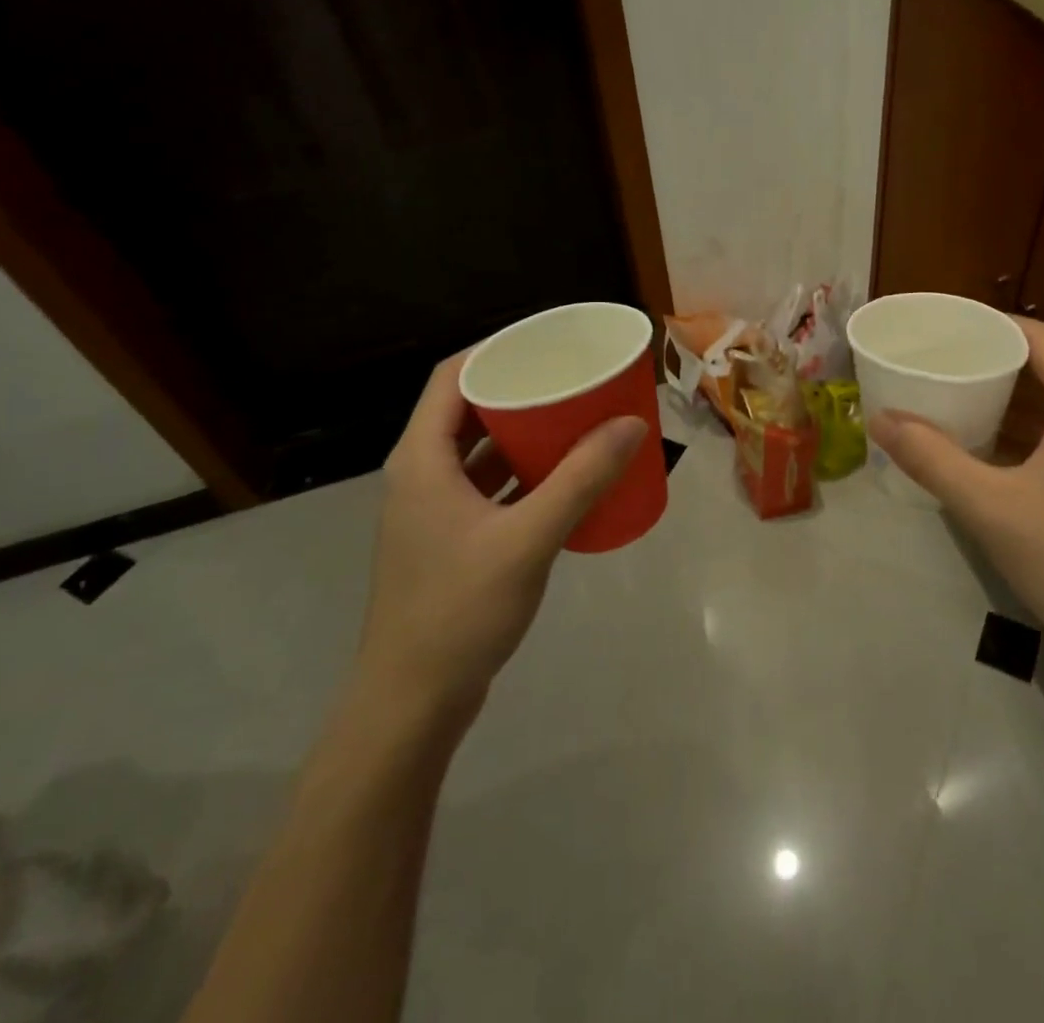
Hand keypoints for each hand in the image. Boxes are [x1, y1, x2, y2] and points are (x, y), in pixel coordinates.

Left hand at [356, 354, 647, 718]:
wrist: (413, 702)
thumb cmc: (459, 610)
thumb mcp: (527, 538)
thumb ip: (581, 479)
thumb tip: (631, 423)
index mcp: (421, 459)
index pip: (452, 377)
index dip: (495, 349)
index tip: (546, 340)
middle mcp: (421, 475)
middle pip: (469, 410)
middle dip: (520, 389)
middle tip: (572, 376)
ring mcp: (433, 510)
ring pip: (480, 451)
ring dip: (524, 432)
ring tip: (576, 416)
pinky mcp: (449, 540)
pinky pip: (489, 486)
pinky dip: (523, 472)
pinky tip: (564, 476)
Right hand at [868, 319, 1043, 669]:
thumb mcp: (989, 506)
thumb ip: (931, 458)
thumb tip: (880, 419)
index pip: (1043, 338)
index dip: (996, 326)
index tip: (950, 329)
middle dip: (1002, 361)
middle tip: (948, 364)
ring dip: (1021, 400)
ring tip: (968, 401)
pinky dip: (1042, 430)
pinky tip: (1007, 454)